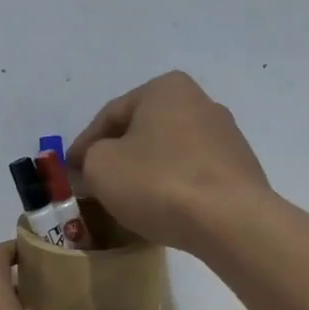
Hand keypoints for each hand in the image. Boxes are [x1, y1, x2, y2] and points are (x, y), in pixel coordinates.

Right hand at [68, 71, 269, 252]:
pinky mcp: (239, 169)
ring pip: (168, 153)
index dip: (83, 145)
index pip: (110, 115)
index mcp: (165, 89)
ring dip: (145, 172)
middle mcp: (200, 102)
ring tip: (127, 200)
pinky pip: (192, 174)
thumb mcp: (102, 168)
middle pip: (142, 131)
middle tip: (94, 184)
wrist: (231, 220)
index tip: (68, 171)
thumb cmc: (159, 182)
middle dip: (117, 156)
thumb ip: (87, 161)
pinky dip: (172, 187)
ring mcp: (225, 136)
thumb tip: (91, 167)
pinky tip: (162, 209)